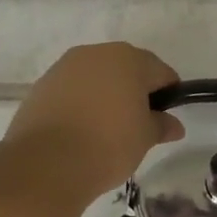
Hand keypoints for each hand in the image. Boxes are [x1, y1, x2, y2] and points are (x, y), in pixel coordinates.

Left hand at [5, 43, 183, 198]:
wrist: (47, 163)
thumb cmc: (108, 144)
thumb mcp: (144, 138)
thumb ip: (161, 125)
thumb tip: (174, 125)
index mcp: (128, 59)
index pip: (160, 72)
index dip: (169, 93)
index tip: (166, 118)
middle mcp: (95, 53)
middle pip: (126, 68)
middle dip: (135, 90)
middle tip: (138, 123)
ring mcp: (64, 67)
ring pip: (96, 77)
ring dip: (105, 94)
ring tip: (107, 128)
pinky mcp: (42, 85)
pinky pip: (72, 90)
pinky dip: (81, 102)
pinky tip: (81, 129)